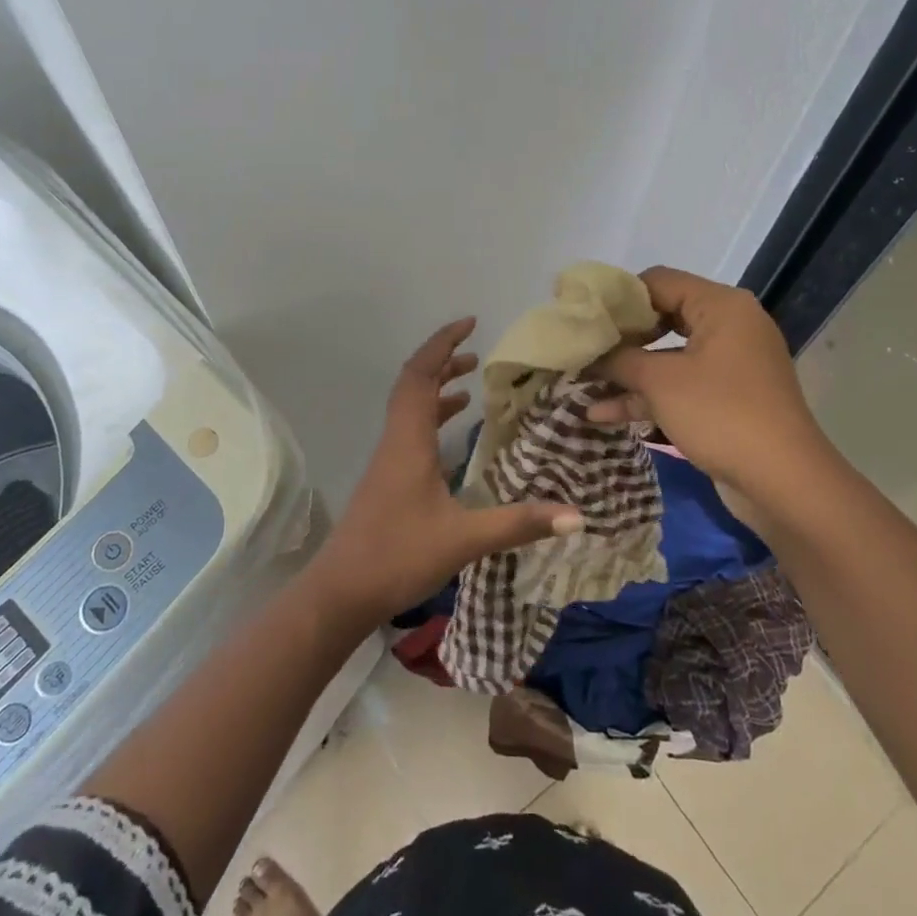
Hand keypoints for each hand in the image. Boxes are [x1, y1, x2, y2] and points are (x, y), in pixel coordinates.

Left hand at [305, 317, 581, 628]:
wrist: (341, 592)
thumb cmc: (398, 556)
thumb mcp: (464, 539)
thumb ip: (518, 523)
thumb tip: (575, 515)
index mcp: (408, 440)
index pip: (420, 374)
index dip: (442, 344)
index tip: (469, 324)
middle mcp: (395, 441)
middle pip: (412, 384)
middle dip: (442, 360)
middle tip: (476, 351)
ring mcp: (387, 461)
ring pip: (409, 408)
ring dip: (436, 388)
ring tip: (470, 383)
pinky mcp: (387, 479)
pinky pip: (410, 431)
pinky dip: (432, 418)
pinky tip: (452, 433)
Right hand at [588, 267, 833, 495]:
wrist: (784, 482)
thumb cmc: (721, 414)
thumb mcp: (660, 382)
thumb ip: (620, 359)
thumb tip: (590, 352)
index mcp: (721, 306)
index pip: (658, 281)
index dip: (618, 298)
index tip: (583, 317)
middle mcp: (728, 326)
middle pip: (662, 317)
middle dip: (620, 337)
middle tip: (582, 348)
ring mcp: (729, 364)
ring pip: (667, 356)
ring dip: (627, 371)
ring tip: (582, 381)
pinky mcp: (726, 398)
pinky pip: (679, 385)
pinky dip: (647, 396)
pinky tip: (602, 414)